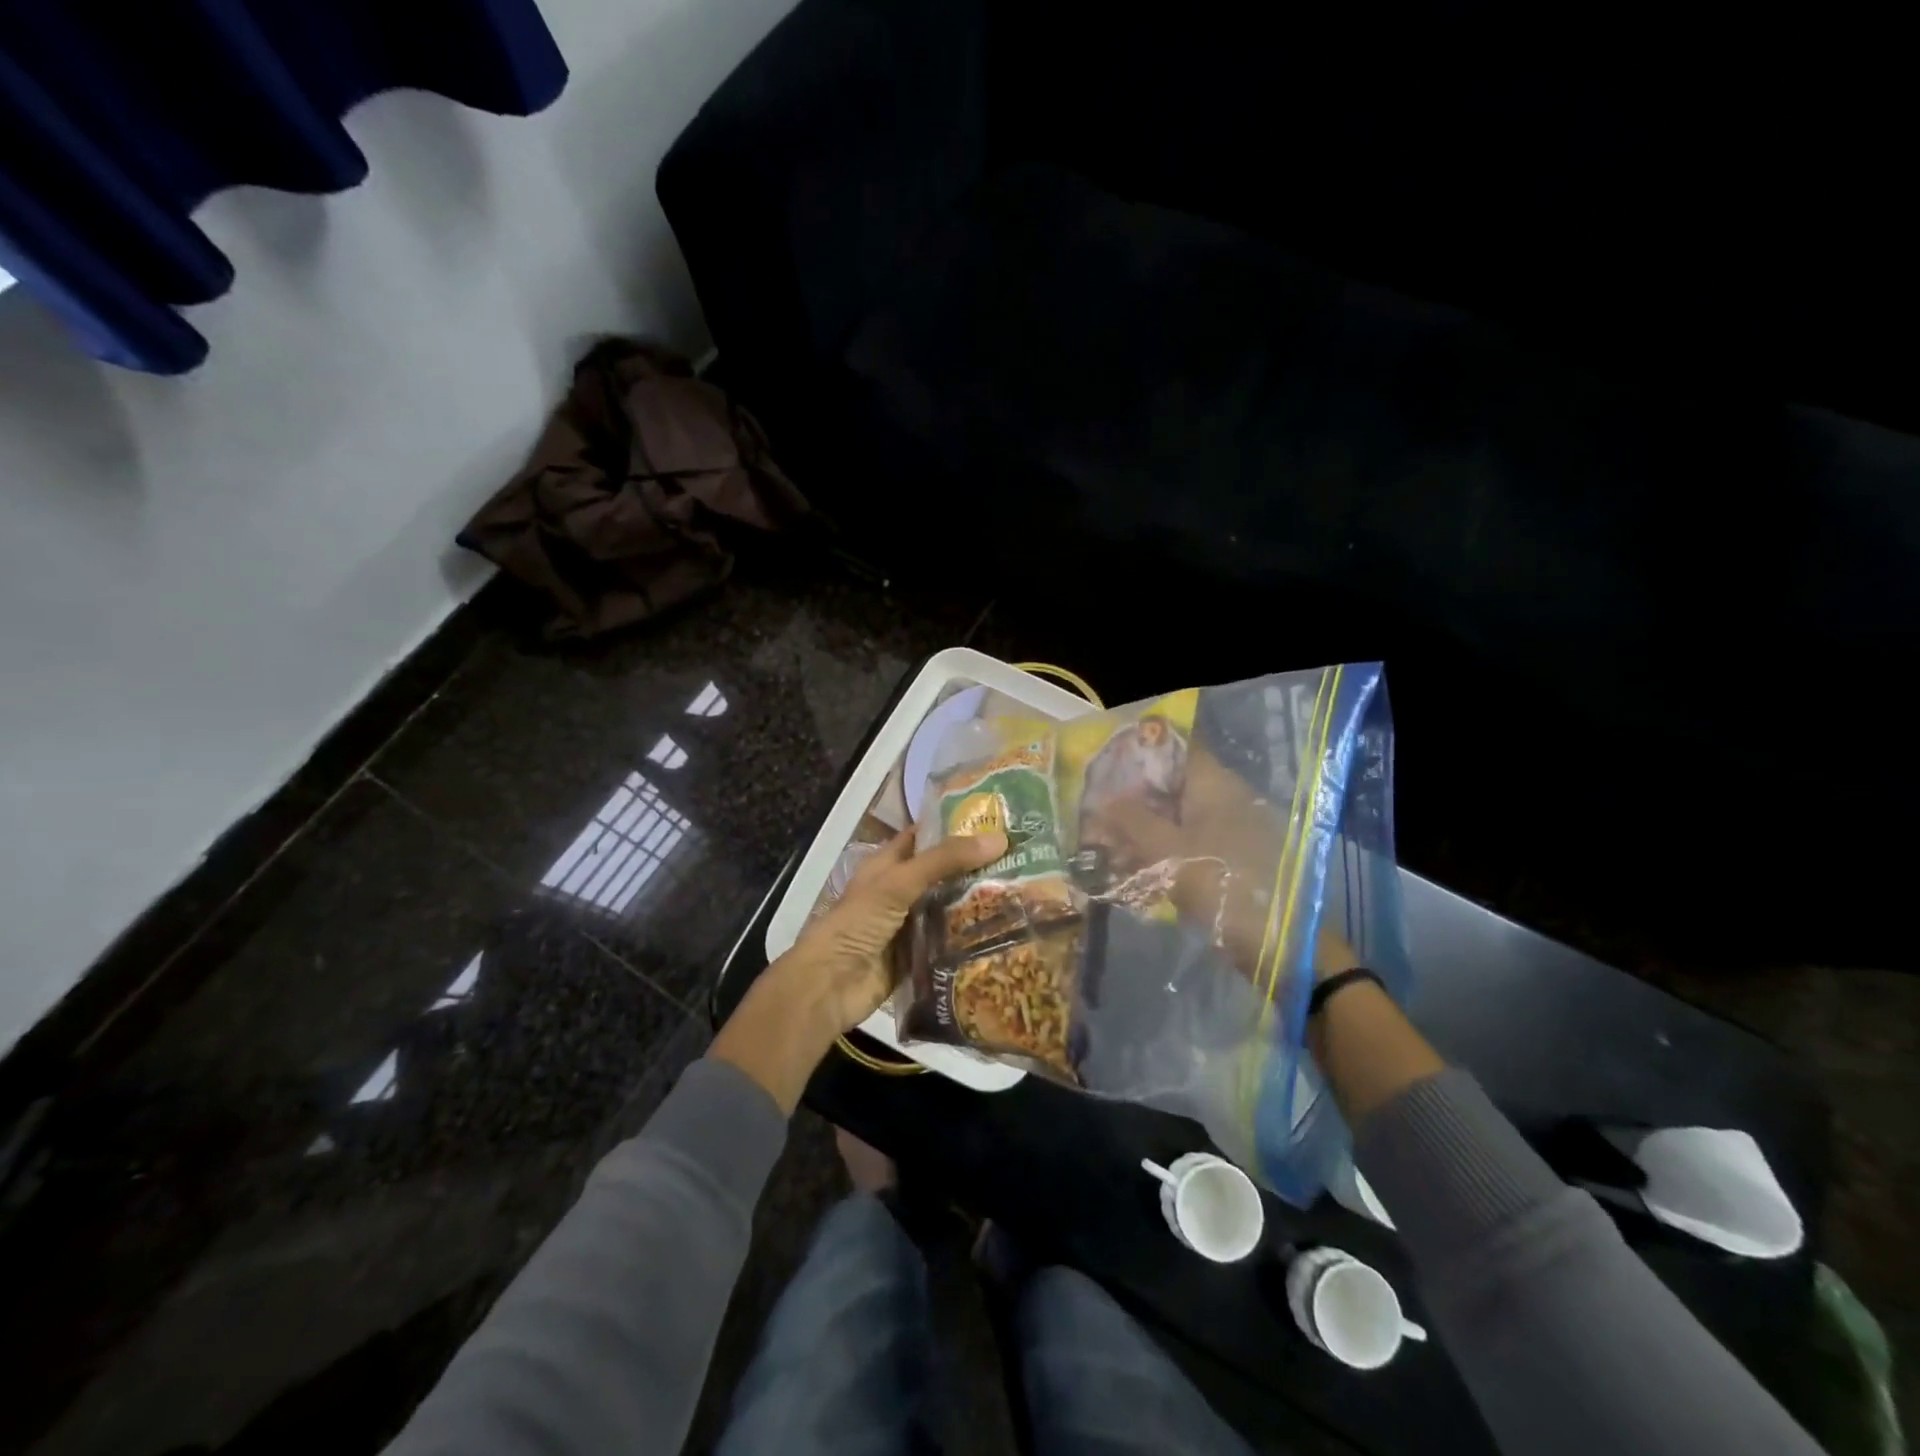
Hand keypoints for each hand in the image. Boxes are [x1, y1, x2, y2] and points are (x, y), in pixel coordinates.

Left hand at [711, 827, 1007, 1110]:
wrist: (829, 986)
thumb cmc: (858, 923)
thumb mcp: (899, 882)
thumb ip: (944, 861)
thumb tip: (998, 839)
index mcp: (888, 865)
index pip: (925, 837)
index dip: (955, 827)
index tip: (997, 821)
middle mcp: (900, 891)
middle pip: (942, 874)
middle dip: (976, 868)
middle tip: (1023, 860)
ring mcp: (909, 926)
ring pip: (948, 909)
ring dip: (977, 904)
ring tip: (1025, 893)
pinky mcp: (918, 957)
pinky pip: (948, 943)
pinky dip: (970, 938)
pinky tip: (1004, 933)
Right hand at [1084, 749, 1356, 982]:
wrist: (1279, 942)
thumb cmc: (1222, 882)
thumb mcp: (1167, 851)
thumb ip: (1131, 821)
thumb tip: (1101, 800)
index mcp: (1214, 784)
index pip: (1175, 747)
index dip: (1139, 750)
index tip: (1106, 763)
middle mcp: (1222, 798)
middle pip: (1169, 784)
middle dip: (1131, 798)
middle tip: (1094, 812)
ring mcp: (1227, 829)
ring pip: (1174, 817)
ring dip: (1140, 830)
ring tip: (1103, 847)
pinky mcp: (1227, 859)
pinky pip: (1185, 844)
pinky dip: (1158, 852)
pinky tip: (1128, 869)